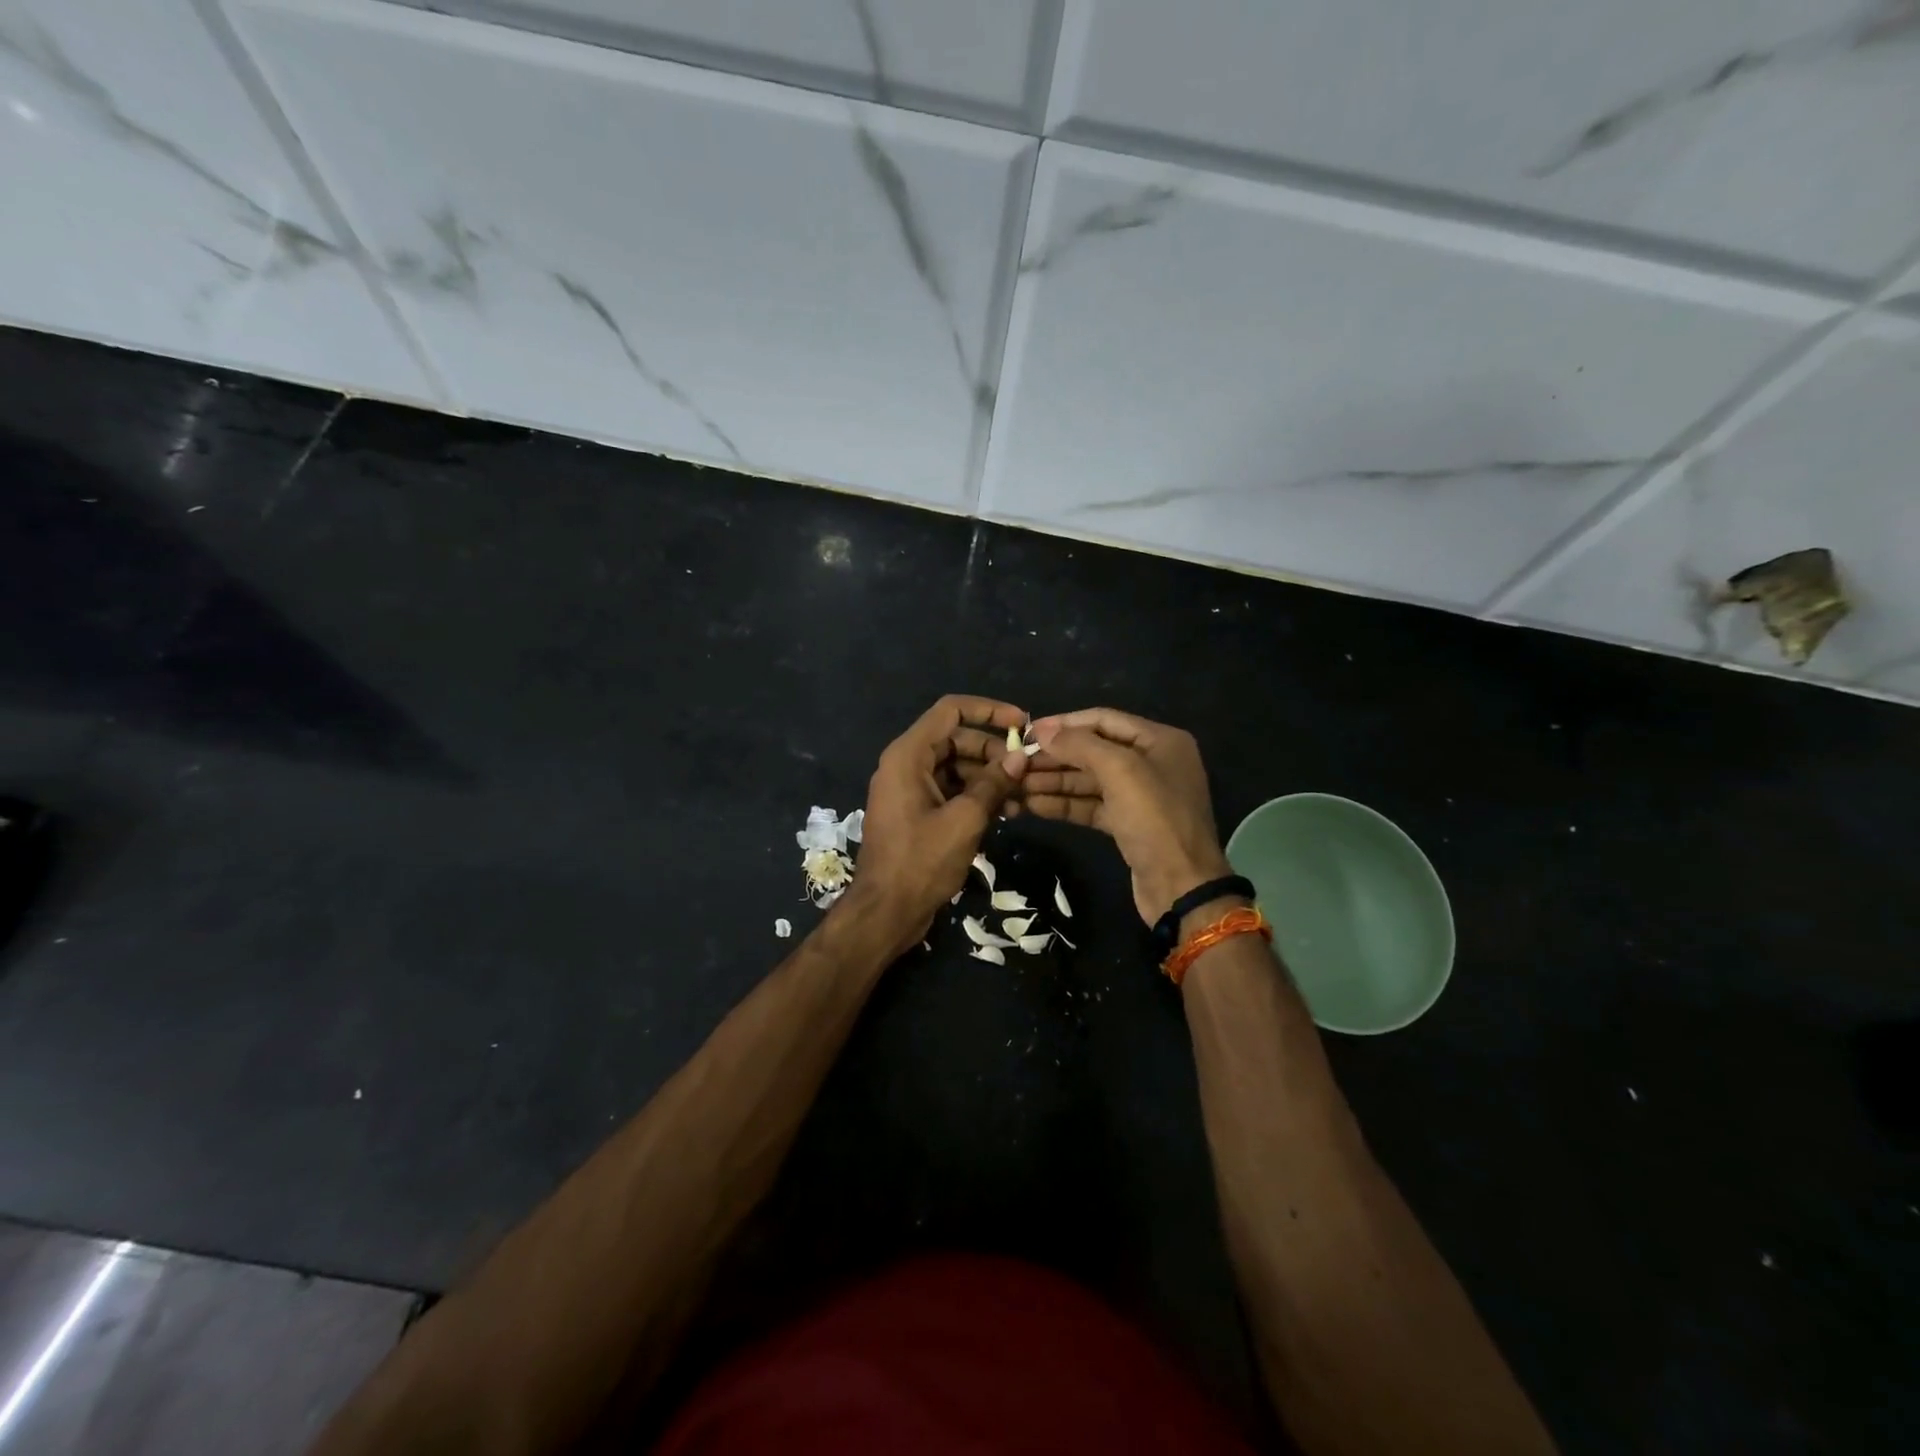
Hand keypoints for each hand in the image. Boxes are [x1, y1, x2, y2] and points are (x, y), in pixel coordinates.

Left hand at [841, 695, 1029, 955]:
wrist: (885, 912)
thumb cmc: (921, 862)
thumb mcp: (964, 820)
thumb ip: (993, 784)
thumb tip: (1020, 756)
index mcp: (908, 755)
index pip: (951, 710)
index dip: (989, 710)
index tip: (1023, 724)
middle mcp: (906, 764)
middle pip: (956, 739)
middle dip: (994, 751)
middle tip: (1027, 771)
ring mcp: (911, 790)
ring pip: (956, 766)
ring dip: (989, 777)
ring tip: (1023, 795)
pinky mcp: (918, 813)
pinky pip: (951, 790)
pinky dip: (976, 796)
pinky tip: (1007, 812)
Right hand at [1022, 708, 1231, 924]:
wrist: (1181, 886)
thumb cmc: (1155, 819)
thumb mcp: (1120, 771)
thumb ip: (1079, 745)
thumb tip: (1042, 729)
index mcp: (1160, 740)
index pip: (1103, 720)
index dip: (1065, 724)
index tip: (1028, 732)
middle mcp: (1151, 763)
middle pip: (1093, 751)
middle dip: (1055, 757)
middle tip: (1015, 764)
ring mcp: (1139, 796)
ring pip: (1088, 781)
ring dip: (1053, 782)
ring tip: (1016, 785)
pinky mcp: (1127, 825)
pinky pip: (1090, 806)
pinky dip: (1064, 805)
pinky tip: (1032, 806)